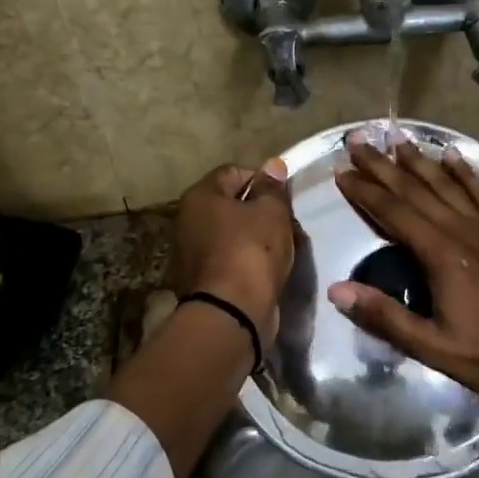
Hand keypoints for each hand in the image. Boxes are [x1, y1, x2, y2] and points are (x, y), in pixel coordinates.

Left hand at [168, 160, 296, 338]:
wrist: (232, 312)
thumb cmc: (252, 251)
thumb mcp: (271, 212)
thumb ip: (273, 188)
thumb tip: (272, 165)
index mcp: (200, 196)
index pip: (234, 172)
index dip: (263, 179)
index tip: (285, 197)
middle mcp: (188, 220)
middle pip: (233, 204)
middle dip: (264, 211)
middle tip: (290, 224)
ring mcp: (192, 252)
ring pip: (234, 233)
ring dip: (260, 237)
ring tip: (287, 248)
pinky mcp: (203, 280)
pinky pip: (232, 258)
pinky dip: (250, 260)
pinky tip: (272, 269)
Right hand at [327, 131, 478, 397]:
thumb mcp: (433, 347)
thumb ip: (385, 317)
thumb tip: (337, 290)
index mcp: (441, 255)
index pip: (394, 213)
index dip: (366, 191)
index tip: (342, 170)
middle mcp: (463, 230)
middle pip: (417, 189)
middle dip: (384, 164)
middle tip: (358, 140)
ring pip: (449, 184)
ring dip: (420, 160)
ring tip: (397, 138)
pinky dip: (467, 172)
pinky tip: (454, 156)